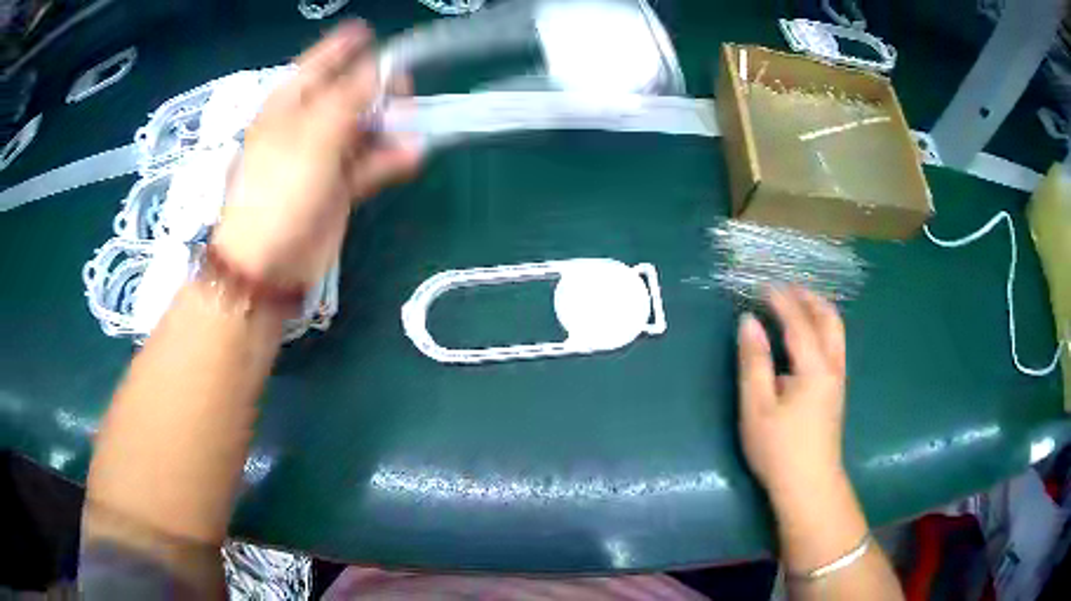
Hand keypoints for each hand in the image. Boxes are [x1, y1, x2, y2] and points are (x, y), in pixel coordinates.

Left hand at [212, 22, 421, 287]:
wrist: (268, 263)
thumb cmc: (279, 189)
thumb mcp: (314, 134)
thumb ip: (351, 97)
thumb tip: (383, 67)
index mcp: (288, 106)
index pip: (318, 65)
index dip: (343, 47)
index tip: (370, 31)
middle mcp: (305, 126)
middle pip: (348, 94)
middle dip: (377, 88)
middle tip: (405, 88)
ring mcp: (322, 157)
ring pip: (363, 129)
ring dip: (389, 125)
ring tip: (414, 124)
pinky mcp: (338, 187)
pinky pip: (369, 163)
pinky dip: (390, 159)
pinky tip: (412, 155)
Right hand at [737, 286, 847, 503]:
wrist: (809, 486)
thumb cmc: (779, 448)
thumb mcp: (757, 407)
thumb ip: (754, 361)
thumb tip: (748, 322)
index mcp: (814, 367)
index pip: (798, 321)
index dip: (780, 300)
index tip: (762, 285)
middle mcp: (832, 366)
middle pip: (829, 319)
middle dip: (808, 298)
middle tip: (785, 289)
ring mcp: (838, 379)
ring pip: (835, 332)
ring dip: (817, 312)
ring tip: (795, 305)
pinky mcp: (836, 391)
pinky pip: (833, 345)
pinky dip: (820, 328)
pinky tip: (806, 337)